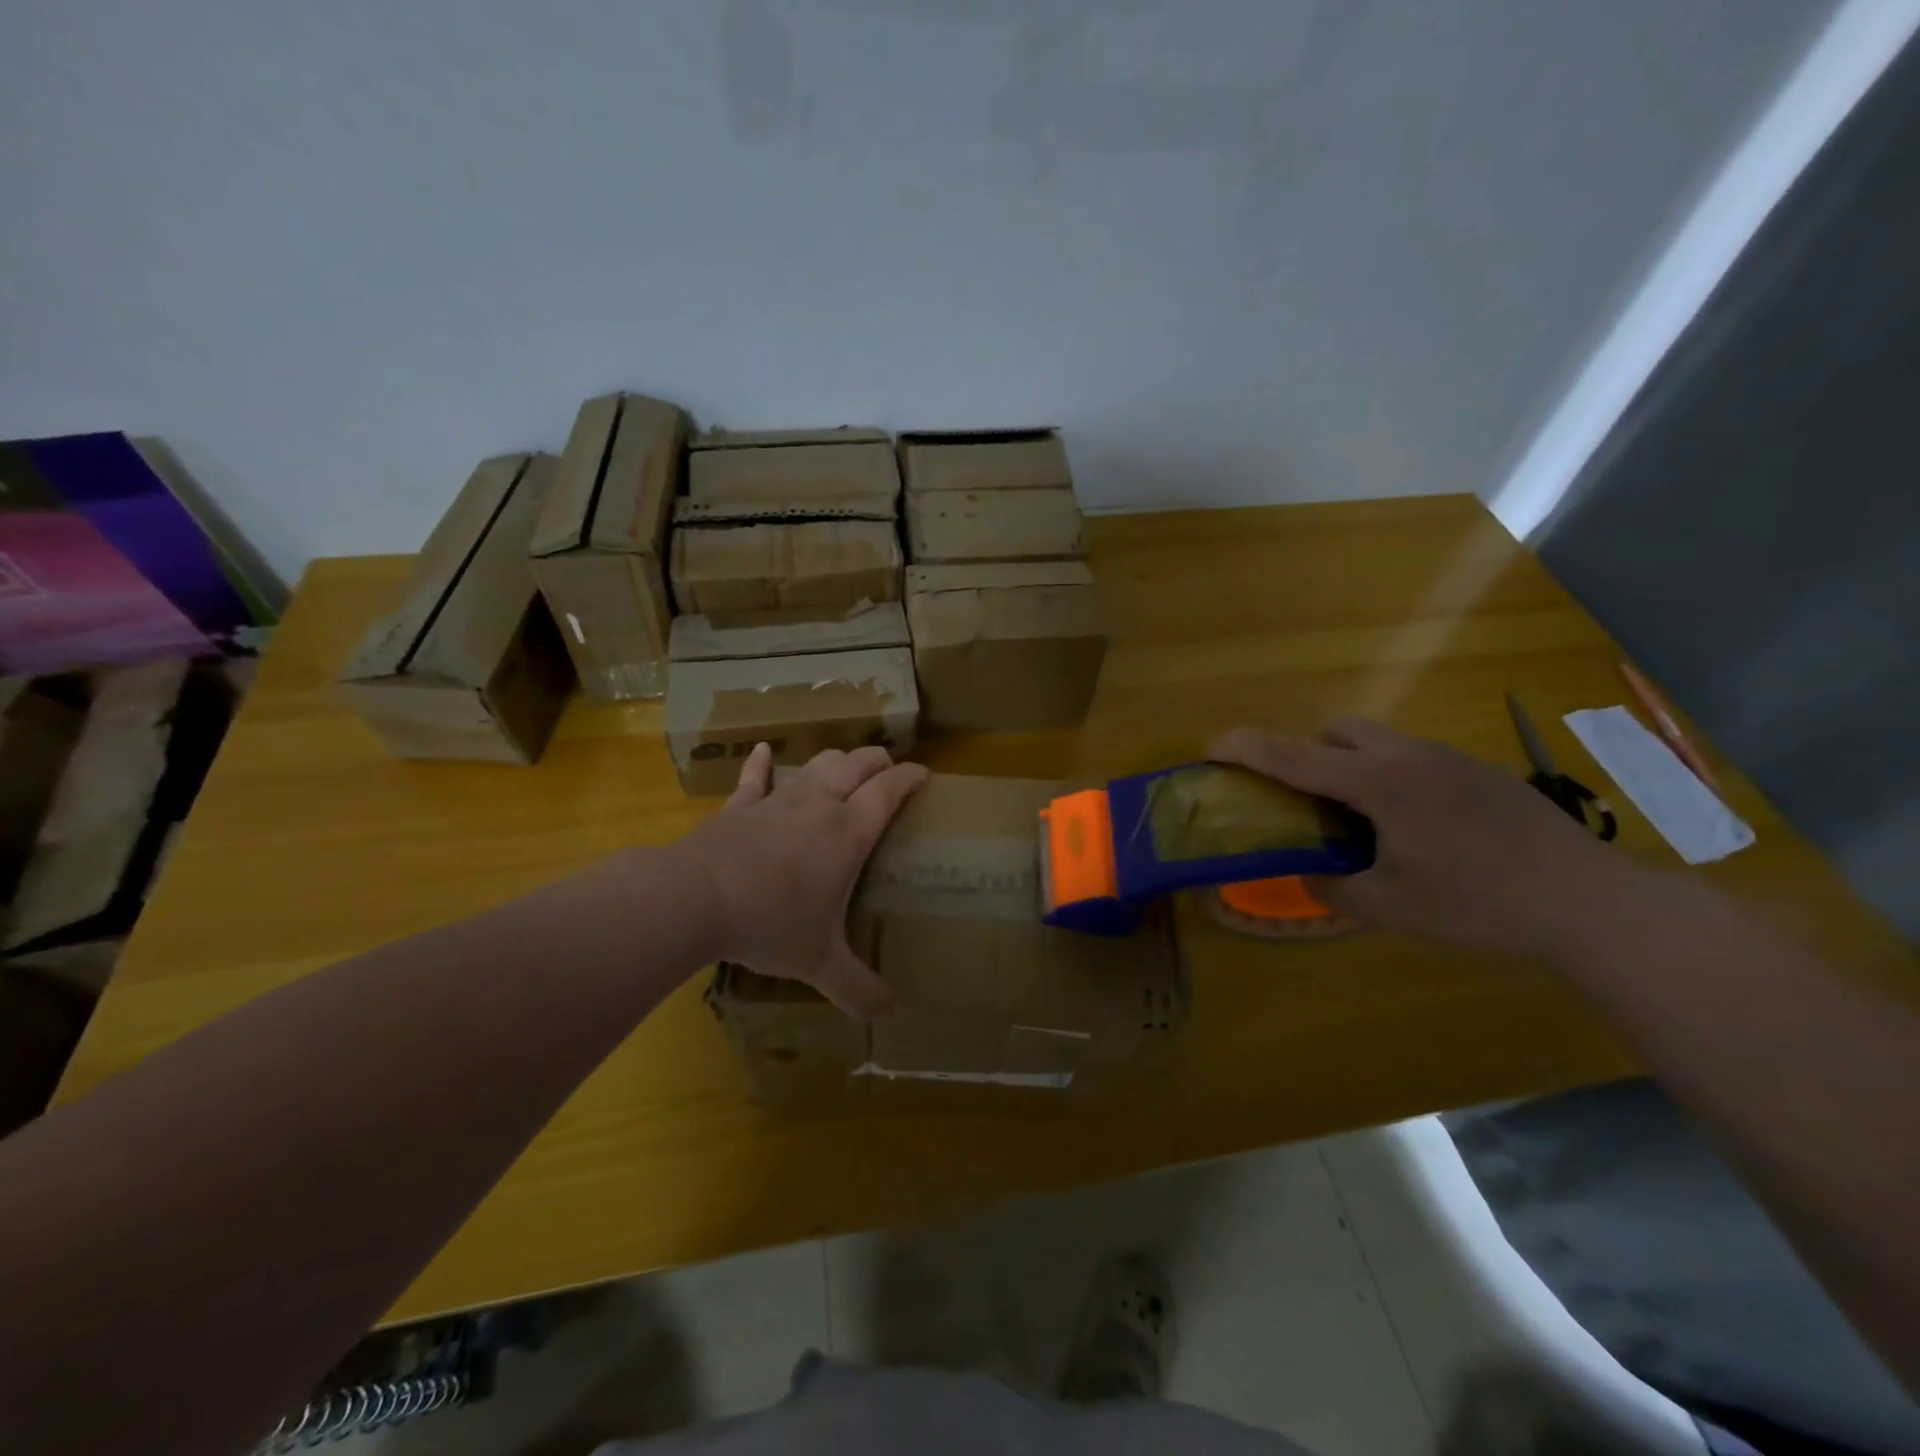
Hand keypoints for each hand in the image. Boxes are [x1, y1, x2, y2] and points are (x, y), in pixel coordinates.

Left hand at [680, 743, 927, 1016]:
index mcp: (848, 833)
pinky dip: (761, 763)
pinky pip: (755, 778)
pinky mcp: (740, 807)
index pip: (888, 791)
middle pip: (856, 765)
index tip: (924, 773)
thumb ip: (859, 988)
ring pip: (815, 765)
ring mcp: (777, 801)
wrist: (695, 899)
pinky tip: (762, 751)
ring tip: (845, 763)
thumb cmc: (770, 924)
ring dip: (836, 759)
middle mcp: (819, 806)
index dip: (909, 777)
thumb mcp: (820, 962)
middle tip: (889, 767)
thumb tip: (894, 1014)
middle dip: (878, 760)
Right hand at [1210, 718, 1639, 960]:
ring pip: (1380, 741)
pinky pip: (1414, 759)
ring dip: (1351, 764)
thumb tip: (1311, 875)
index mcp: (1378, 784)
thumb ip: (1335, 887)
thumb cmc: (1479, 903)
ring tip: (1361, 820)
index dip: (1247, 748)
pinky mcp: (1480, 774)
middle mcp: (1409, 757)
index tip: (1213, 747)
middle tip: (1306, 798)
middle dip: (1309, 751)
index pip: (1295, 756)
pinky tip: (1416, 828)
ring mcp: (1450, 760)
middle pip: (1339, 729)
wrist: (1591, 903)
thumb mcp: (1391, 907)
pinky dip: (1390, 777)